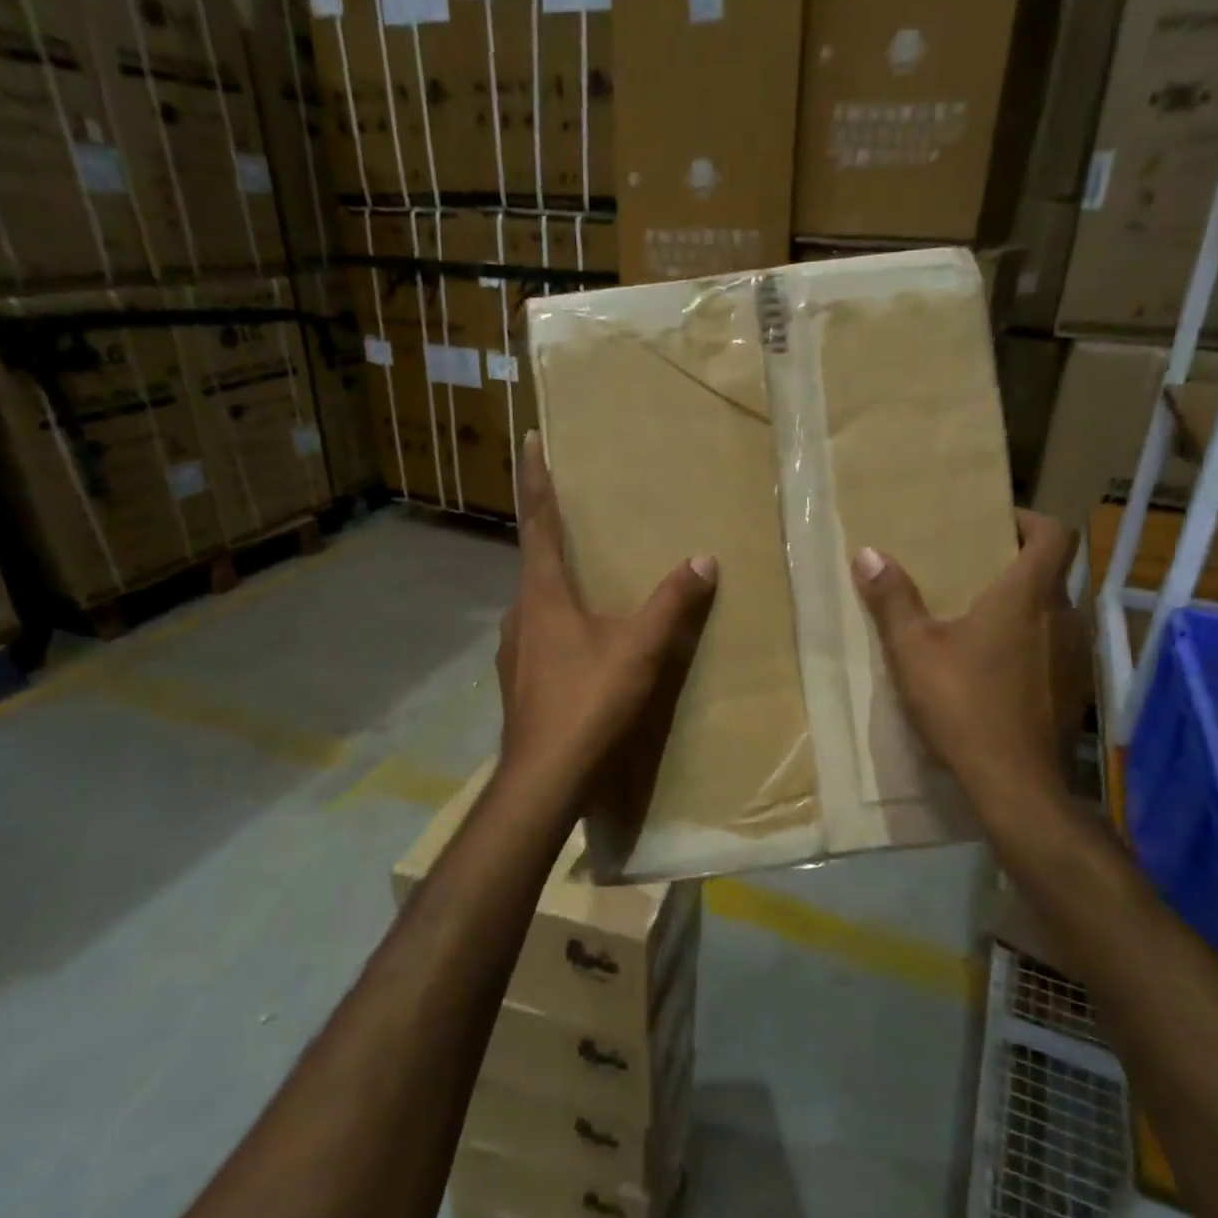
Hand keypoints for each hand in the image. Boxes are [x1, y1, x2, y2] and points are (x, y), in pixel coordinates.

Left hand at [496, 432, 717, 804]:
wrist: (544, 778)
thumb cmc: (588, 703)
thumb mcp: (640, 651)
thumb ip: (672, 604)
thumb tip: (703, 560)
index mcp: (543, 595)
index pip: (538, 522)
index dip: (536, 479)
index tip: (530, 439)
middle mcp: (520, 614)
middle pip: (534, 561)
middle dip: (550, 531)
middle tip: (571, 511)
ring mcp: (514, 651)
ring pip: (536, 602)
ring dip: (555, 582)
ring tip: (584, 580)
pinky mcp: (519, 681)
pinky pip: (539, 635)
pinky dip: (558, 622)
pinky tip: (580, 642)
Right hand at [851, 510, 1082, 815]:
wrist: (1014, 784)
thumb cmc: (963, 705)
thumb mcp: (913, 650)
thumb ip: (892, 600)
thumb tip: (868, 553)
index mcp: (1028, 596)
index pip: (1054, 534)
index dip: (1030, 521)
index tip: (998, 525)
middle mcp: (1063, 618)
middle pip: (1052, 574)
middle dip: (1016, 567)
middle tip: (973, 574)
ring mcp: (1074, 657)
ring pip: (1054, 614)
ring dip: (1024, 609)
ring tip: (979, 622)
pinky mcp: (1074, 692)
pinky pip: (1054, 650)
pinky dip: (1030, 645)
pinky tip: (996, 671)